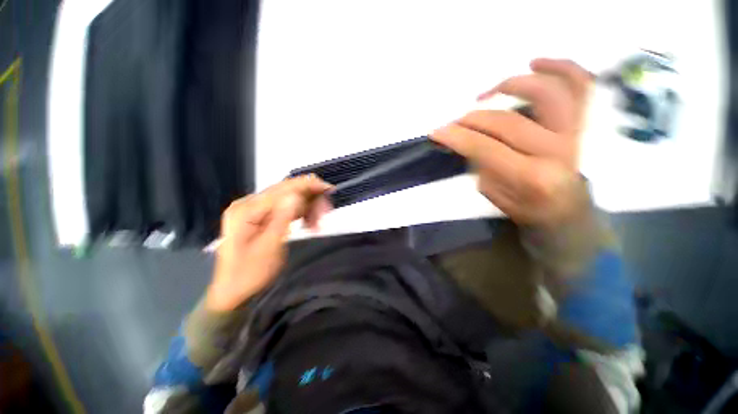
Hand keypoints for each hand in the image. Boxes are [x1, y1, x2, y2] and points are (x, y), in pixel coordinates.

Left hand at [204, 176, 332, 311]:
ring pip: (289, 199)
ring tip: (317, 224)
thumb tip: (296, 195)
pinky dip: (300, 214)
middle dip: (310, 199)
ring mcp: (255, 210)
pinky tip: (309, 223)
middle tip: (326, 214)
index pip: (282, 189)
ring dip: (307, 208)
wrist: (234, 292)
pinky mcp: (261, 216)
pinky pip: (286, 208)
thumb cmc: (250, 274)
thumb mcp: (269, 247)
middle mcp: (249, 204)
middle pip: (287, 191)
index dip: (307, 186)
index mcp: (247, 209)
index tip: (329, 189)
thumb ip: (282, 218)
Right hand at [431, 58, 592, 227]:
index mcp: (531, 176)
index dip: (457, 136)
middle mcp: (557, 150)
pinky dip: (560, 67)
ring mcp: (578, 131)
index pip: (485, 148)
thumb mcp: (495, 197)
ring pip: (546, 92)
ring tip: (487, 93)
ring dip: (511, 85)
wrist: (569, 210)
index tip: (436, 131)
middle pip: (506, 121)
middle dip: (472, 118)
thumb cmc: (530, 209)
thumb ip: (482, 168)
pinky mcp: (586, 121)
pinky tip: (536, 64)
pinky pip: (580, 85)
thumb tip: (469, 141)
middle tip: (454, 122)